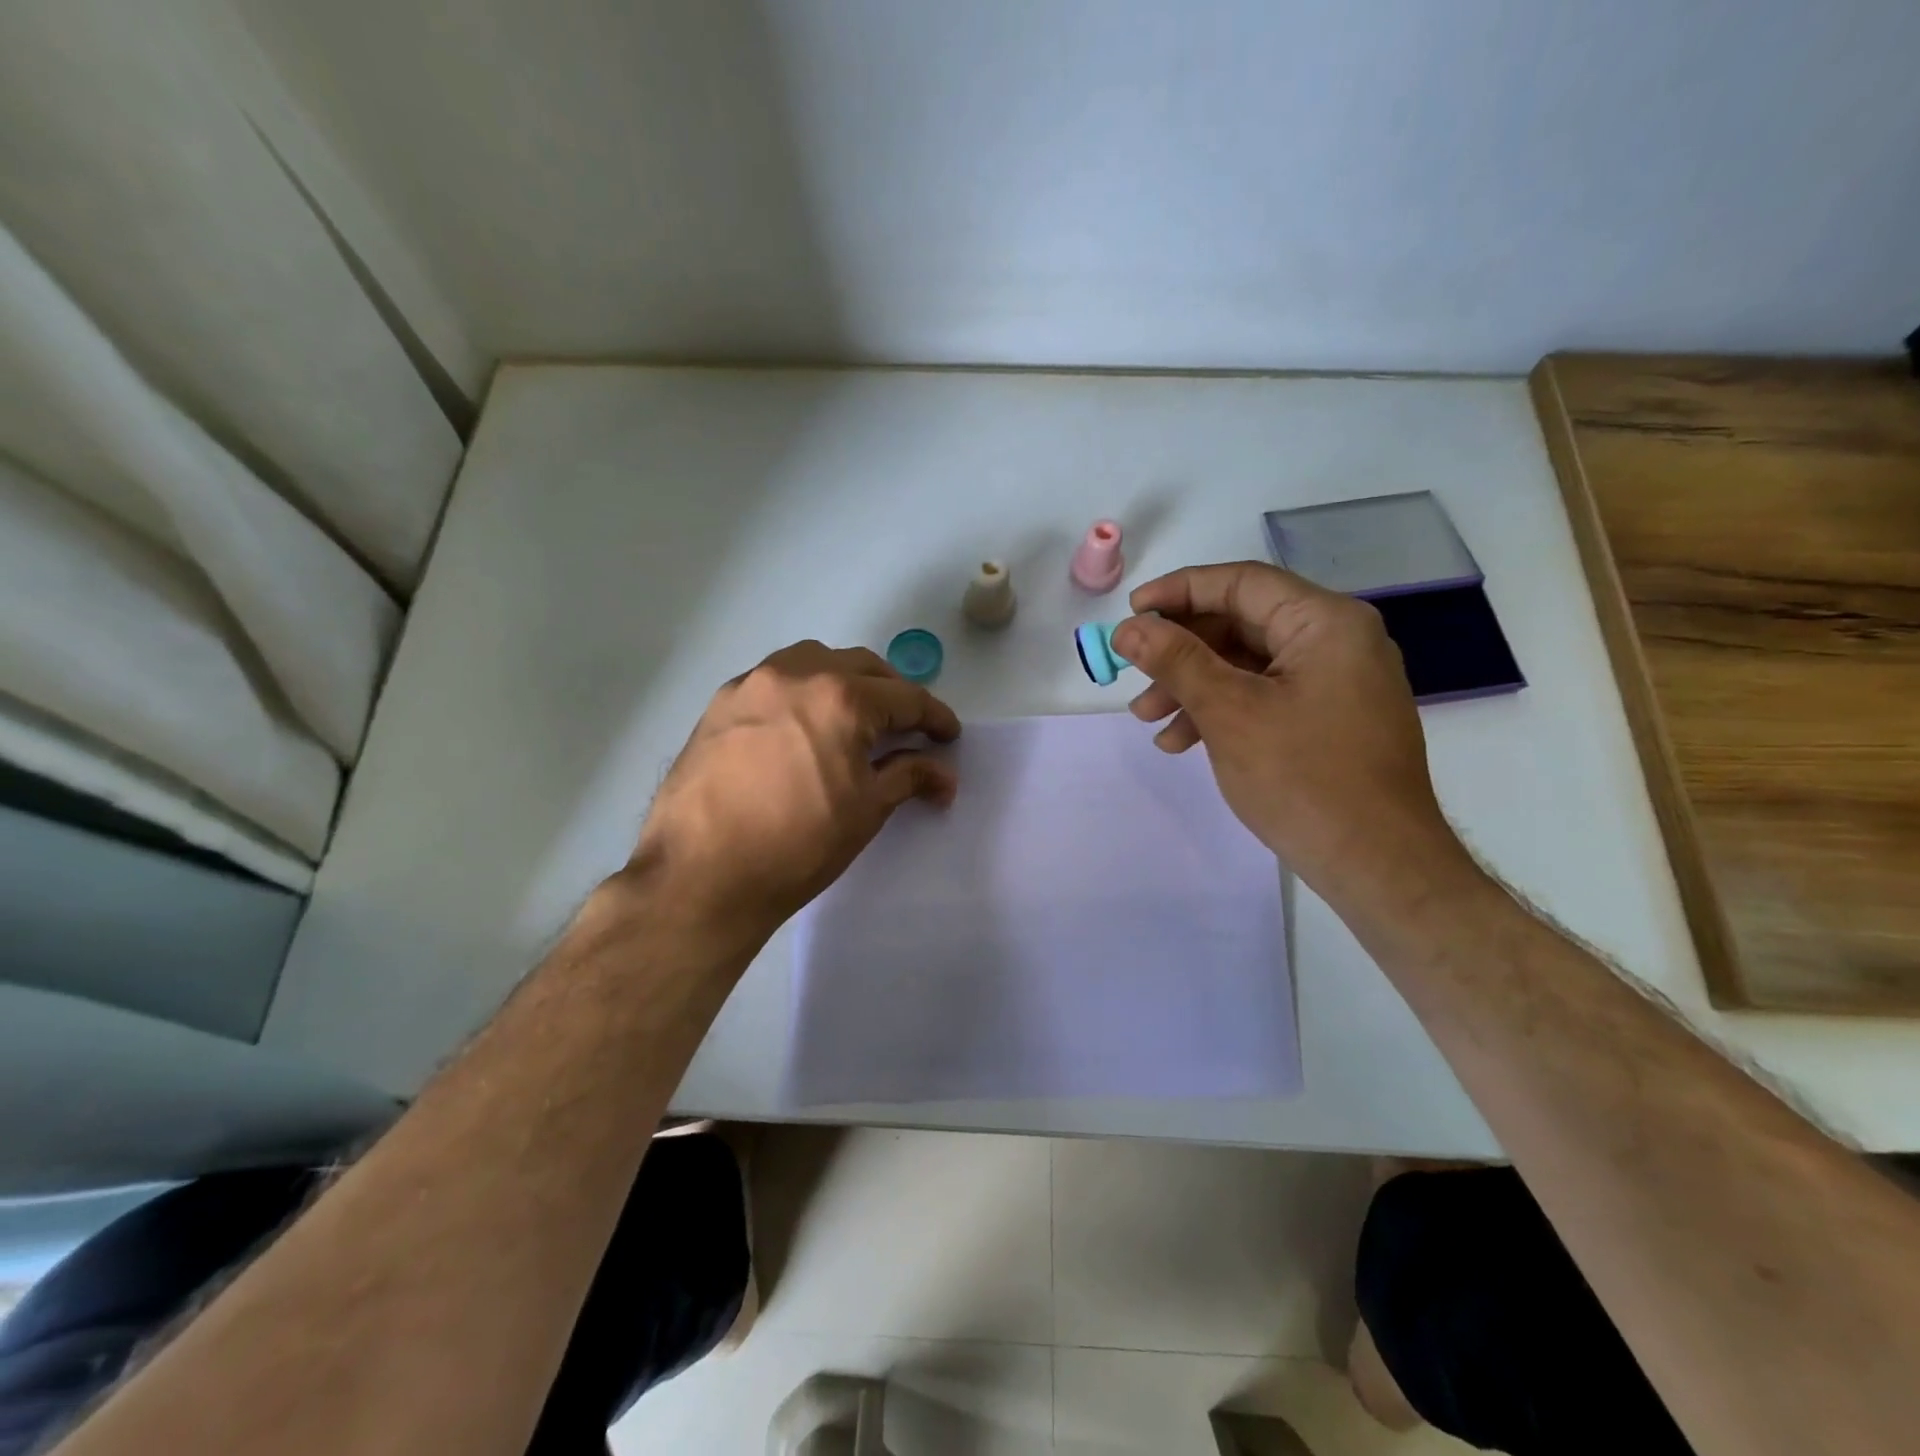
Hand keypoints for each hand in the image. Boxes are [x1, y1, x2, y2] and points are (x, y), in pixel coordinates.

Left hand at [629, 641, 959, 943]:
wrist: (700, 876)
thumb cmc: (797, 845)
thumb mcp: (866, 810)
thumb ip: (908, 777)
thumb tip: (944, 774)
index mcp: (842, 698)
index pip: (906, 698)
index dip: (935, 717)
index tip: (948, 736)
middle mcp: (797, 674)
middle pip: (862, 667)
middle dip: (892, 693)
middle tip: (906, 727)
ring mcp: (752, 684)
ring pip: (814, 661)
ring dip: (844, 680)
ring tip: (853, 716)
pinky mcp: (720, 703)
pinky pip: (775, 680)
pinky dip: (802, 691)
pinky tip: (802, 725)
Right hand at [1113, 562, 1477, 910]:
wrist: (1376, 864)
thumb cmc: (1303, 778)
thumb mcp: (1228, 712)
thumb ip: (1176, 661)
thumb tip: (1129, 629)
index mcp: (1325, 622)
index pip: (1241, 583)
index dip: (1179, 592)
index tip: (1131, 614)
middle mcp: (1337, 640)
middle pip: (1242, 623)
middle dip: (1180, 651)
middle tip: (1133, 674)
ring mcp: (1337, 681)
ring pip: (1248, 664)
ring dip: (1193, 686)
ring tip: (1148, 720)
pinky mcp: (1330, 718)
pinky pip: (1265, 695)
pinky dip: (1222, 710)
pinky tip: (1181, 742)